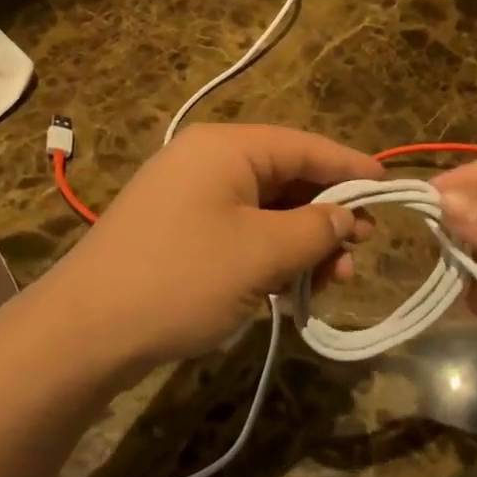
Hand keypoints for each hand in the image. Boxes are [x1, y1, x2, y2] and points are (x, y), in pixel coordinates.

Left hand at [37, 124, 380, 376]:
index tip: (391, 191)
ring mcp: (189, 194)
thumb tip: (346, 217)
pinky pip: (240, 228)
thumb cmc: (181, 279)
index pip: (306, 146)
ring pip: (266, 208)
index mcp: (227, 147)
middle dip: (326, 216)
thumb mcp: (261, 254)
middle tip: (358, 255)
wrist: (85, 330)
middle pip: (287, 177)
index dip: (352, 169)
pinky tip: (288, 288)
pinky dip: (269, 253)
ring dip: (301, 242)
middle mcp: (208, 159)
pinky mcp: (179, 228)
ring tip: (328, 283)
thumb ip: (315, 229)